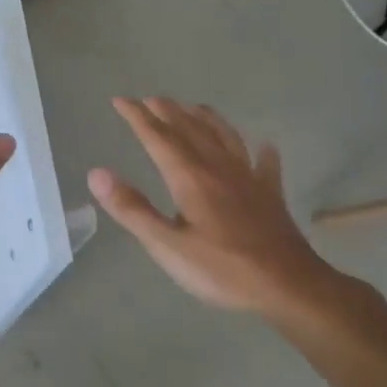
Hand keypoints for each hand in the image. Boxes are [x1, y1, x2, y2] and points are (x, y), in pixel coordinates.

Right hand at [89, 97, 349, 317]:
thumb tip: (97, 173)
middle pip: (190, 130)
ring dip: (206, 119)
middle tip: (150, 99)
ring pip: (225, 138)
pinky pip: (265, 165)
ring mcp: (248, 179)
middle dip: (168, 112)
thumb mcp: (166, 245)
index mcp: (190, 178)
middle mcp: (218, 168)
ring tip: (194, 107)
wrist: (289, 287)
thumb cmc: (221, 269)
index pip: (158, 137)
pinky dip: (261, 151)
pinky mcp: (270, 196)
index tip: (120, 100)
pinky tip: (263, 145)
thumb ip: (132, 209)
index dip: (137, 117)